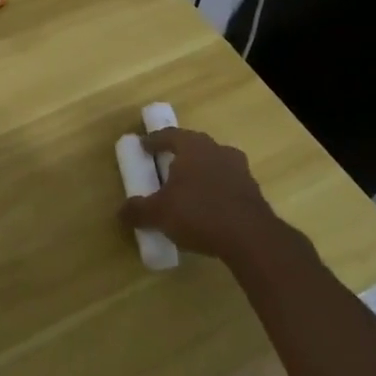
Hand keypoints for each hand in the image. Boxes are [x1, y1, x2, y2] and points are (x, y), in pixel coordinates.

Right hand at [120, 128, 282, 263]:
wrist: (252, 239)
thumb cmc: (199, 213)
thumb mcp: (159, 214)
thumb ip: (138, 211)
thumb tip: (121, 213)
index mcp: (193, 146)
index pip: (169, 135)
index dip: (154, 141)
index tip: (143, 147)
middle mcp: (217, 150)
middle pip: (194, 147)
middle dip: (179, 156)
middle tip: (164, 168)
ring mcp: (240, 170)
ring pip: (214, 165)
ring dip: (200, 174)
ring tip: (187, 191)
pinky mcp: (254, 192)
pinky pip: (227, 185)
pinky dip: (216, 192)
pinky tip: (207, 210)